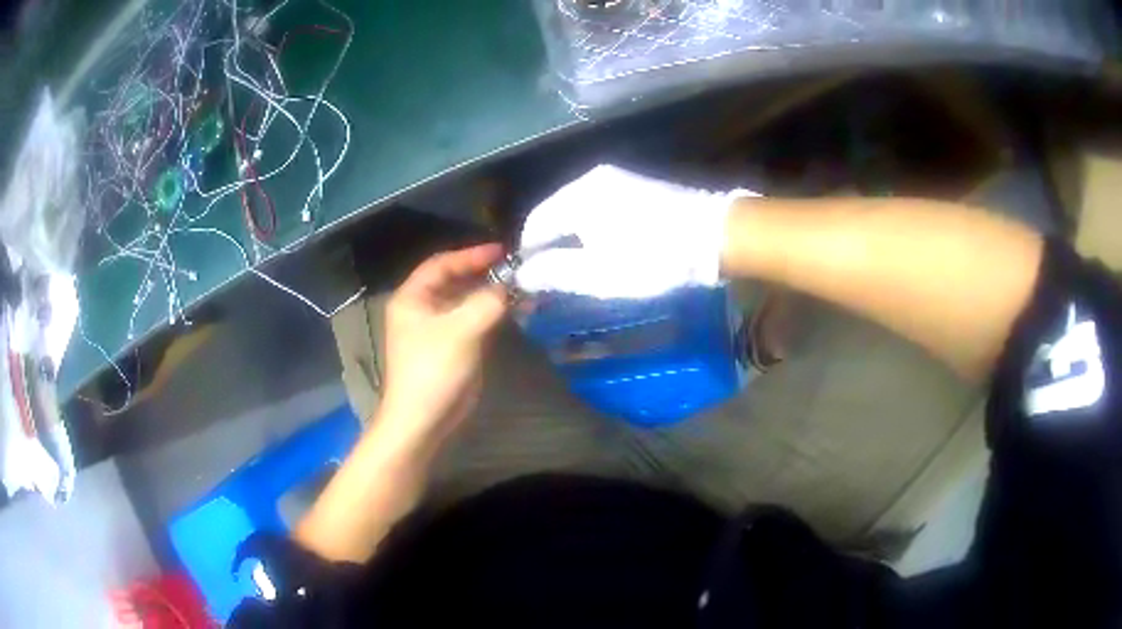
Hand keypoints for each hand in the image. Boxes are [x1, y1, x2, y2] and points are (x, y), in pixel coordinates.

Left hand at [379, 244, 508, 453]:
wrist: (423, 420)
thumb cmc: (433, 370)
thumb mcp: (461, 331)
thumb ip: (488, 302)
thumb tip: (511, 286)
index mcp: (412, 298)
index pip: (441, 264)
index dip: (471, 254)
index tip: (502, 251)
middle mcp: (422, 309)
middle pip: (455, 281)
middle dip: (484, 275)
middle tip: (516, 270)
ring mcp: (437, 330)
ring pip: (466, 302)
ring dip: (491, 295)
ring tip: (521, 289)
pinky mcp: (451, 348)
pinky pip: (473, 322)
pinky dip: (492, 314)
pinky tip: (515, 311)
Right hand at [515, 165, 756, 298]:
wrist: (716, 235)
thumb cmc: (652, 258)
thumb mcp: (598, 274)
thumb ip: (554, 273)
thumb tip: (521, 274)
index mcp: (577, 196)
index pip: (535, 224)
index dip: (528, 255)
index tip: (530, 282)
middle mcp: (592, 179)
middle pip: (556, 215)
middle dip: (551, 248)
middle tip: (553, 281)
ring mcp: (618, 179)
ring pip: (579, 211)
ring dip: (573, 240)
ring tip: (578, 270)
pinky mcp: (638, 185)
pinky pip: (601, 207)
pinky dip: (594, 230)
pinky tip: (605, 250)